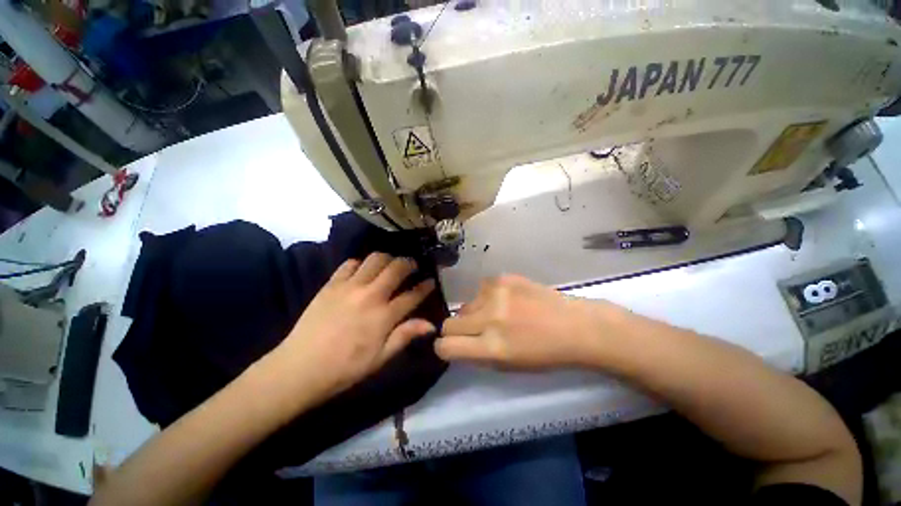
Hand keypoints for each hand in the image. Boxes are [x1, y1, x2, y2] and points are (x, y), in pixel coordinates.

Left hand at [262, 253, 435, 405]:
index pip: (412, 295)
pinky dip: (360, 263)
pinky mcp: (331, 284)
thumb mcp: (380, 358)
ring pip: (375, 259)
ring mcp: (350, 287)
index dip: (425, 286)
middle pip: (396, 268)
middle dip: (409, 263)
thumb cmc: (345, 368)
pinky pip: (349, 264)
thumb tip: (431, 325)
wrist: (300, 367)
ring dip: (387, 258)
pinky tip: (362, 271)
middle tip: (412, 266)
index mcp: (384, 316)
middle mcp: (370, 295)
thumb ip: (405, 336)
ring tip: (389, 265)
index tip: (431, 281)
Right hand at [436, 275, 617, 369]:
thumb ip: (478, 354)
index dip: (443, 348)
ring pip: (466, 304)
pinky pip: (482, 289)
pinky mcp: (503, 277)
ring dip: (475, 312)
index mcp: (493, 347)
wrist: (576, 326)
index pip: (446, 346)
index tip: (450, 346)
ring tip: (498, 314)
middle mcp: (490, 318)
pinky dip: (489, 297)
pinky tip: (508, 300)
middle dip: (457, 330)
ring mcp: (496, 293)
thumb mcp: (508, 366)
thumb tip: (458, 343)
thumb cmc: (545, 354)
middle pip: (449, 322)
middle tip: (475, 330)